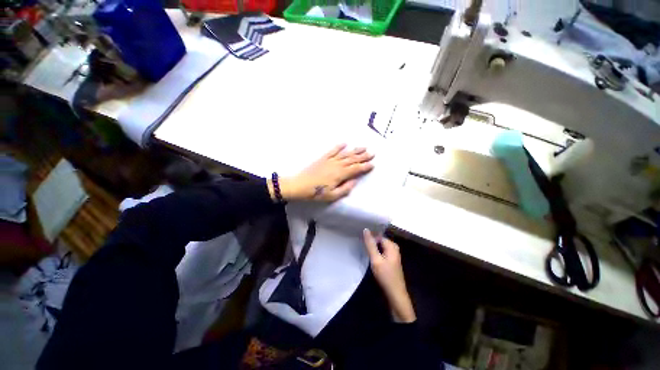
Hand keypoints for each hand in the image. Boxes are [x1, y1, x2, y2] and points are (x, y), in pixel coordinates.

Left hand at [272, 144, 374, 201]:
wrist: (299, 185)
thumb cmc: (316, 193)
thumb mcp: (332, 195)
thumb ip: (345, 188)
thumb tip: (355, 181)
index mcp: (340, 174)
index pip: (356, 169)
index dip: (365, 166)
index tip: (373, 164)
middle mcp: (337, 165)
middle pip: (352, 159)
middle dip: (363, 156)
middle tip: (372, 153)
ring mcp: (330, 160)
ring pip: (345, 154)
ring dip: (355, 150)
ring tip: (363, 147)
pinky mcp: (323, 158)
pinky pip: (332, 151)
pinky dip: (339, 146)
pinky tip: (345, 143)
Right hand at [363, 229, 415, 322]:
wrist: (395, 294)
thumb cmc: (386, 276)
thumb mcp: (375, 259)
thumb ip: (370, 244)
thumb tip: (366, 229)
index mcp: (392, 245)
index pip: (378, 236)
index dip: (370, 237)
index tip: (360, 240)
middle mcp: (394, 248)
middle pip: (379, 241)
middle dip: (371, 243)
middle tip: (361, 246)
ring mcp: (393, 255)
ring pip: (380, 247)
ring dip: (372, 249)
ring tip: (363, 250)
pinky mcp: (391, 261)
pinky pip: (381, 252)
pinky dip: (376, 253)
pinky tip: (370, 257)